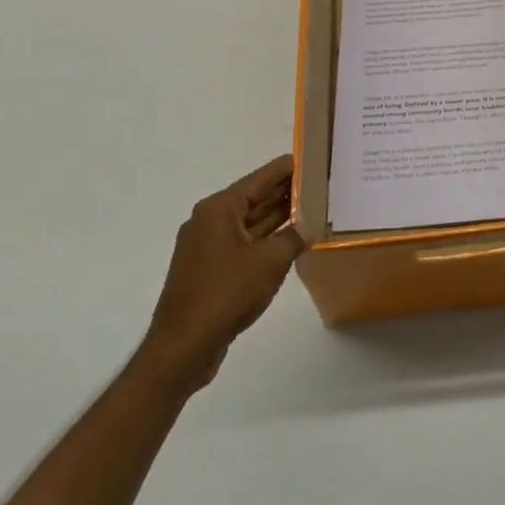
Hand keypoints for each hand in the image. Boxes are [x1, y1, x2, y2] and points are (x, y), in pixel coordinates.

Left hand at [143, 154, 301, 388]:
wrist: (183, 346)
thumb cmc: (226, 293)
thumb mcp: (270, 261)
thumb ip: (293, 238)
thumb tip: (306, 229)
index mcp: (219, 209)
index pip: (260, 178)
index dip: (287, 168)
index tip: (313, 158)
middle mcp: (210, 220)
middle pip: (254, 198)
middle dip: (286, 192)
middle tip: (320, 184)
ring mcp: (207, 246)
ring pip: (250, 223)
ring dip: (278, 218)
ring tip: (313, 209)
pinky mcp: (210, 270)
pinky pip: (244, 244)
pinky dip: (267, 240)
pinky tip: (291, 242)